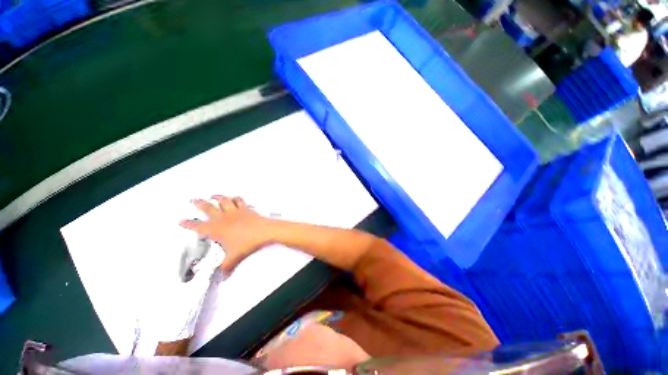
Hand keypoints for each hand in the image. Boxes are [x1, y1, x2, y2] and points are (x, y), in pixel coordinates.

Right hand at [179, 196, 273, 271]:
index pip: (197, 227)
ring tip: (213, 195)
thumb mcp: (233, 258)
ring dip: (217, 197)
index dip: (188, 224)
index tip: (181, 221)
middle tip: (193, 200)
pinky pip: (239, 200)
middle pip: (207, 208)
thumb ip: (225, 267)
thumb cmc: (248, 243)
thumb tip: (223, 276)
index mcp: (216, 229)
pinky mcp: (245, 208)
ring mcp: (234, 211)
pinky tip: (234, 197)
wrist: (264, 232)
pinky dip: (235, 198)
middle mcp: (223, 218)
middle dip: (198, 203)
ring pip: (223, 200)